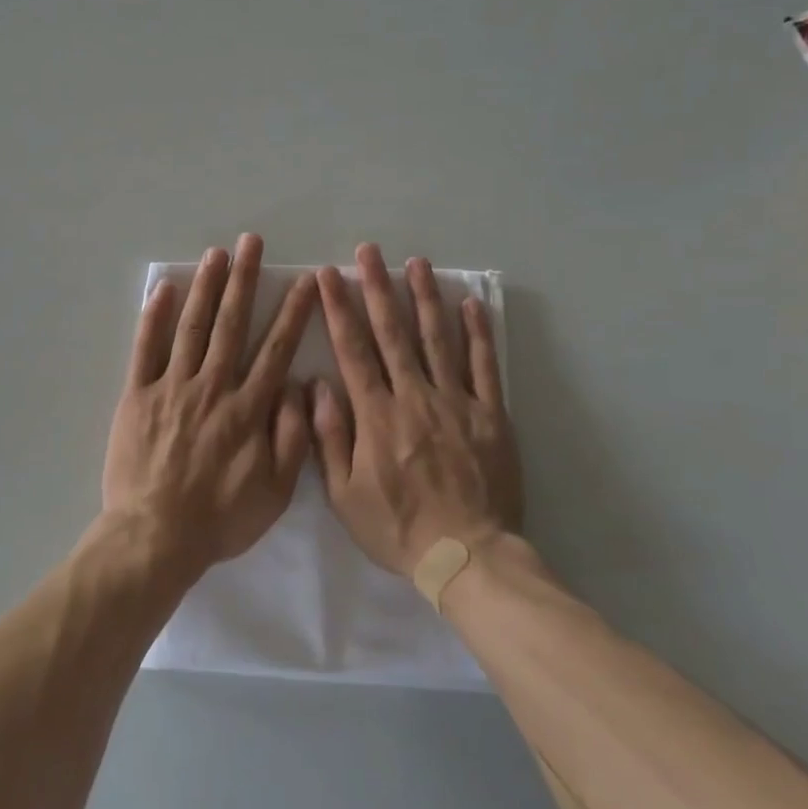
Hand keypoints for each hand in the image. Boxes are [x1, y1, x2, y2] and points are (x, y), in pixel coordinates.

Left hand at [103, 234, 318, 575]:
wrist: (155, 536)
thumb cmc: (219, 518)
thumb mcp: (274, 492)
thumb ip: (291, 437)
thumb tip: (299, 387)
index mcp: (248, 408)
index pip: (276, 349)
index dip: (292, 313)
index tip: (304, 281)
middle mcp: (213, 386)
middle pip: (231, 324)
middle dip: (244, 280)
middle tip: (251, 242)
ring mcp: (172, 386)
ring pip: (192, 326)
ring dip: (206, 287)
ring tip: (216, 253)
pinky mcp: (138, 395)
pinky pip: (146, 349)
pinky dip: (153, 316)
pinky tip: (163, 288)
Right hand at [311, 244, 522, 577]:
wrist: (467, 556)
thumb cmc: (398, 527)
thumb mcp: (344, 495)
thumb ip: (329, 437)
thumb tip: (317, 385)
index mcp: (376, 414)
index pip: (352, 349)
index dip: (339, 308)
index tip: (329, 274)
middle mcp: (414, 396)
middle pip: (393, 332)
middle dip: (377, 287)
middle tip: (368, 252)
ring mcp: (456, 401)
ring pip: (437, 338)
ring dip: (424, 297)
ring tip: (416, 262)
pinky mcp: (490, 414)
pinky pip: (483, 366)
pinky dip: (477, 333)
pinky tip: (469, 303)